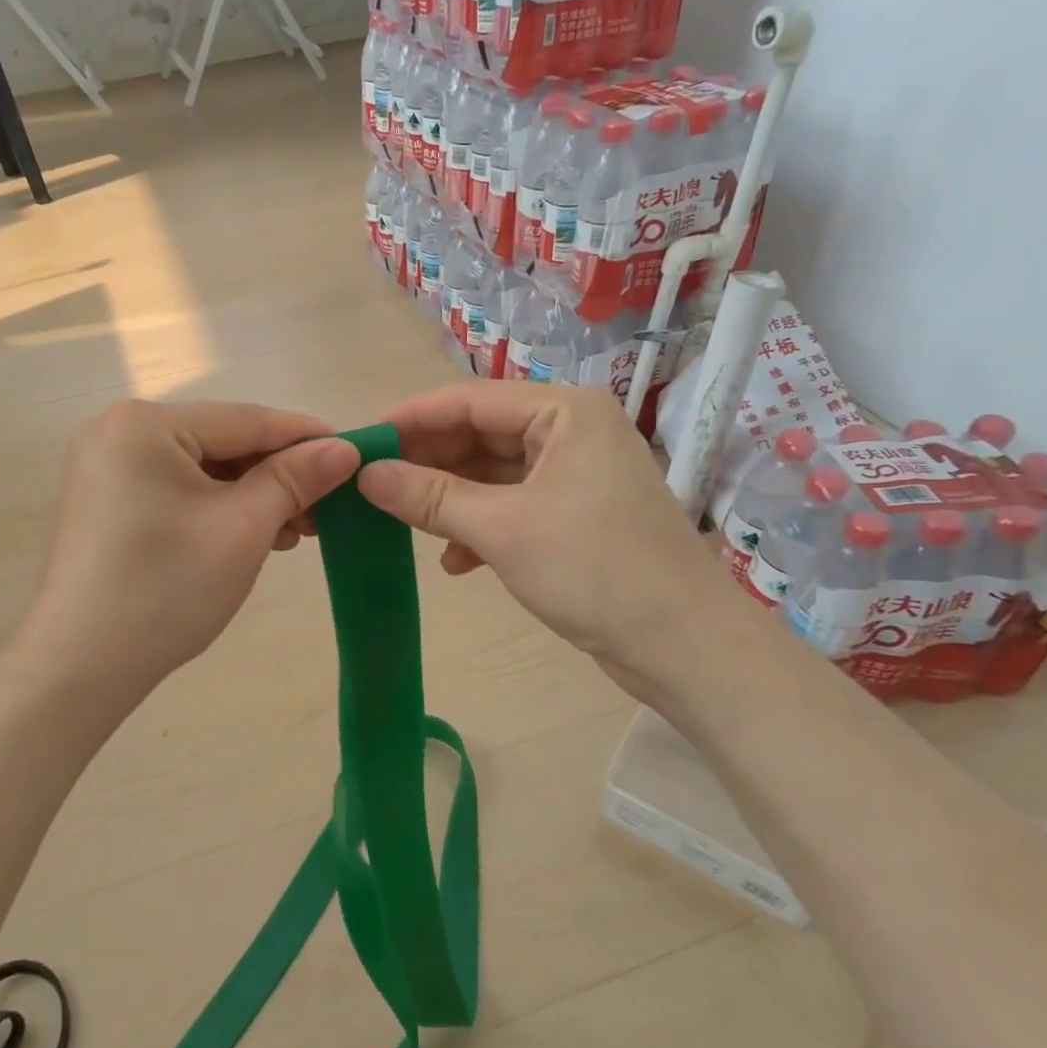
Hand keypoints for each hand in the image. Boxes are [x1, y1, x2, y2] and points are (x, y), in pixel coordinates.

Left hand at [6, 400, 359, 720]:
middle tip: (327, 507)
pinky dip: (218, 506)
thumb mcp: (242, 529)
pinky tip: (253, 532)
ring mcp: (107, 465)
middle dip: (278, 474)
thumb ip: (295, 479)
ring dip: (252, 493)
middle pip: (223, 441)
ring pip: (203, 467)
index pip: (246, 419)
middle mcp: (119, 430)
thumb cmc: (166, 591)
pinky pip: (178, 487)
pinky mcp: (107, 499)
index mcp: (145, 424)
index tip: (356, 451)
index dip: (306, 436)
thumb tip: (344, 448)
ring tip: (295, 528)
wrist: (79, 669)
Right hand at [357, 381, 748, 698]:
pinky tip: (454, 561)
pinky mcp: (575, 515)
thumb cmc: (596, 570)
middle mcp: (571, 431)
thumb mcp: (503, 529)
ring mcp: (575, 474)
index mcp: (563, 411)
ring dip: (450, 499)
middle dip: (428, 463)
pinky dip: (479, 526)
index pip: (469, 400)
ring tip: (404, 522)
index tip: (360, 443)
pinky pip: (511, 504)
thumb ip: (430, 496)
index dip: (411, 420)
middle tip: (373, 486)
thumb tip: (366, 474)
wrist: (686, 647)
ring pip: (492, 473)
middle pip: (480, 434)